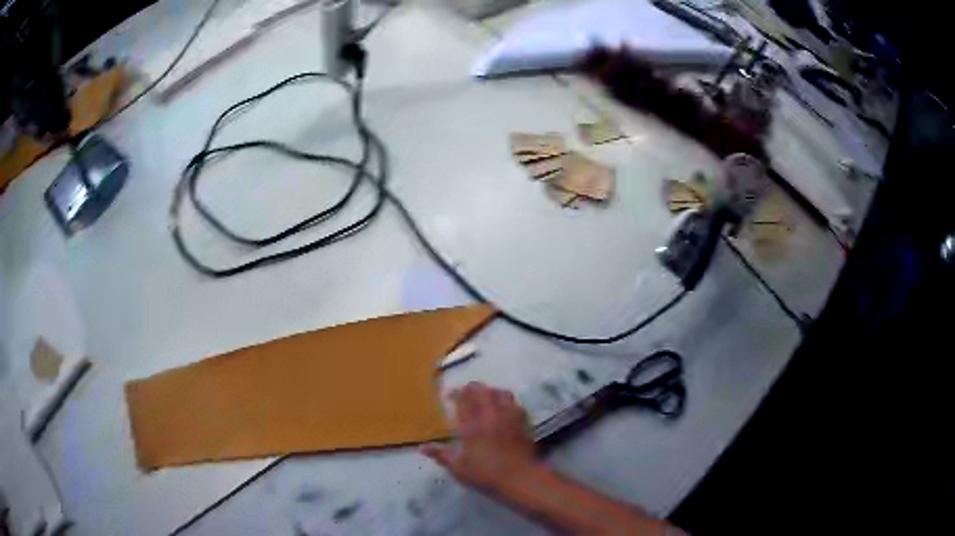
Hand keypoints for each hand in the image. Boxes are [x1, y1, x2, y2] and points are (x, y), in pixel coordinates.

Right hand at [422, 382, 536, 492]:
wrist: (520, 478)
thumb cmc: (486, 474)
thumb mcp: (459, 468)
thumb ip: (441, 455)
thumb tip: (422, 448)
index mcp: (472, 425)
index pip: (463, 400)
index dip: (456, 394)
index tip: (450, 395)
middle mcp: (490, 415)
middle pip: (482, 391)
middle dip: (472, 389)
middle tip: (466, 394)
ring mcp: (509, 416)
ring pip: (500, 392)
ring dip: (491, 392)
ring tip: (485, 399)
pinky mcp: (523, 421)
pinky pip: (514, 403)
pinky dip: (507, 401)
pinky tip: (504, 410)